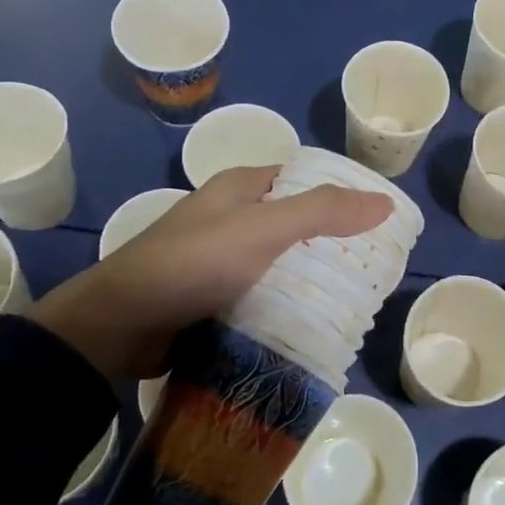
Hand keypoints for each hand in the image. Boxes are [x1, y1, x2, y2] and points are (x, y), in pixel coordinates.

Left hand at [27, 166, 392, 382]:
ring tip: (359, 300)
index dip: (343, 194)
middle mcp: (233, 217)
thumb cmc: (193, 263)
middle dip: (334, 243)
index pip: (305, 179)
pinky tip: (317, 323)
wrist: (119, 326)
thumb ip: (322, 211)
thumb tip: (385, 203)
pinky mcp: (217, 298)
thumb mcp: (262, 228)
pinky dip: (289, 305)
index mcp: (241, 187)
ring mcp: (223, 260)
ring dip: (313, 279)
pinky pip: (265, 295)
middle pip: (298, 223)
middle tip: (377, 269)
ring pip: (283, 263)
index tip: (382, 222)